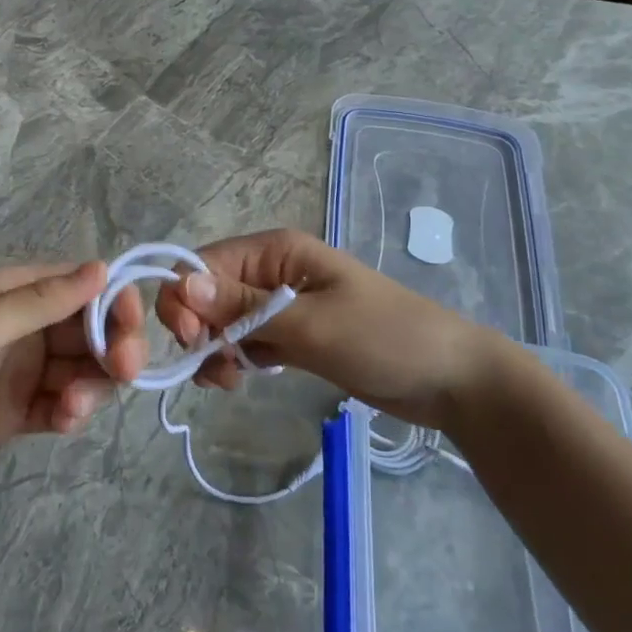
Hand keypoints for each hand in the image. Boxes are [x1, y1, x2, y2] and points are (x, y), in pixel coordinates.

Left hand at [0, 261, 145, 504]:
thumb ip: (40, 302)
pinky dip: (72, 412)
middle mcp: (24, 327)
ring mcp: (22, 372)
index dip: (113, 302)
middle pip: (90, 330)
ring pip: (83, 370)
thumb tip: (103, 267)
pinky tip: (62, 422)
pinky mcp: (17, 414)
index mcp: (12, 292)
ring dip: (92, 385)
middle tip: (125, 371)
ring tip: (71, 408)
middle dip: (113, 347)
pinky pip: (62, 406)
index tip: (132, 328)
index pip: (81, 286)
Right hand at [154, 229, 507, 428]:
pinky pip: (244, 341)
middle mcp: (272, 272)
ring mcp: (282, 305)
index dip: (184, 297)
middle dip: (199, 327)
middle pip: (208, 292)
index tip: (188, 340)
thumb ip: (245, 308)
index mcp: (276, 251)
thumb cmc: (384, 338)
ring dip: (214, 348)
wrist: (449, 378)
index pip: (204, 264)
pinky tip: (240, 379)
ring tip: (231, 379)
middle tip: (214, 367)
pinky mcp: (292, 336)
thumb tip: (183, 287)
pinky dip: (234, 359)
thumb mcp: (312, 324)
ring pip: (222, 321)